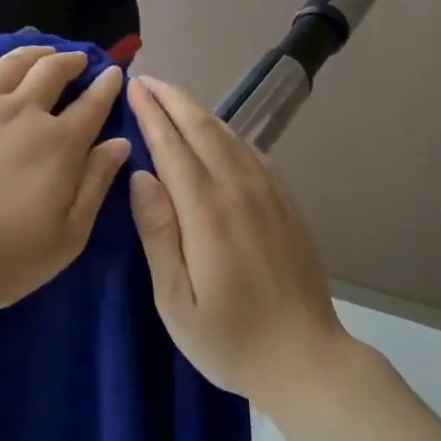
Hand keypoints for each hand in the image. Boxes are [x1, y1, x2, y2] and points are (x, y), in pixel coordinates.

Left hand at [0, 47, 131, 321]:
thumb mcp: (68, 237)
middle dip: (71, 61)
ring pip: (10, 63)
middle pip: (52, 71)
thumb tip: (120, 142)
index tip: (114, 74)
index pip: (92, 104)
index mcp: (58, 144)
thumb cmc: (3, 259)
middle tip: (78, 60)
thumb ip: (96, 184)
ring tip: (42, 52)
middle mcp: (20, 112)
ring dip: (33, 52)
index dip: (107, 86)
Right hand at [126, 75, 350, 411]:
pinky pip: (252, 153)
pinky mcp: (286, 204)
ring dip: (198, 111)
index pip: (173, 147)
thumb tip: (140, 176)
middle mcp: (240, 190)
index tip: (133, 88)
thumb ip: (158, 233)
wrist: (307, 359)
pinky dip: (227, 132)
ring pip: (229, 136)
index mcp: (207, 212)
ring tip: (172, 98)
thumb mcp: (176, 300)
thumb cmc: (230, 338)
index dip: (151, 114)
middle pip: (202, 129)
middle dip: (172, 100)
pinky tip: (216, 133)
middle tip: (146, 81)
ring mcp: (269, 194)